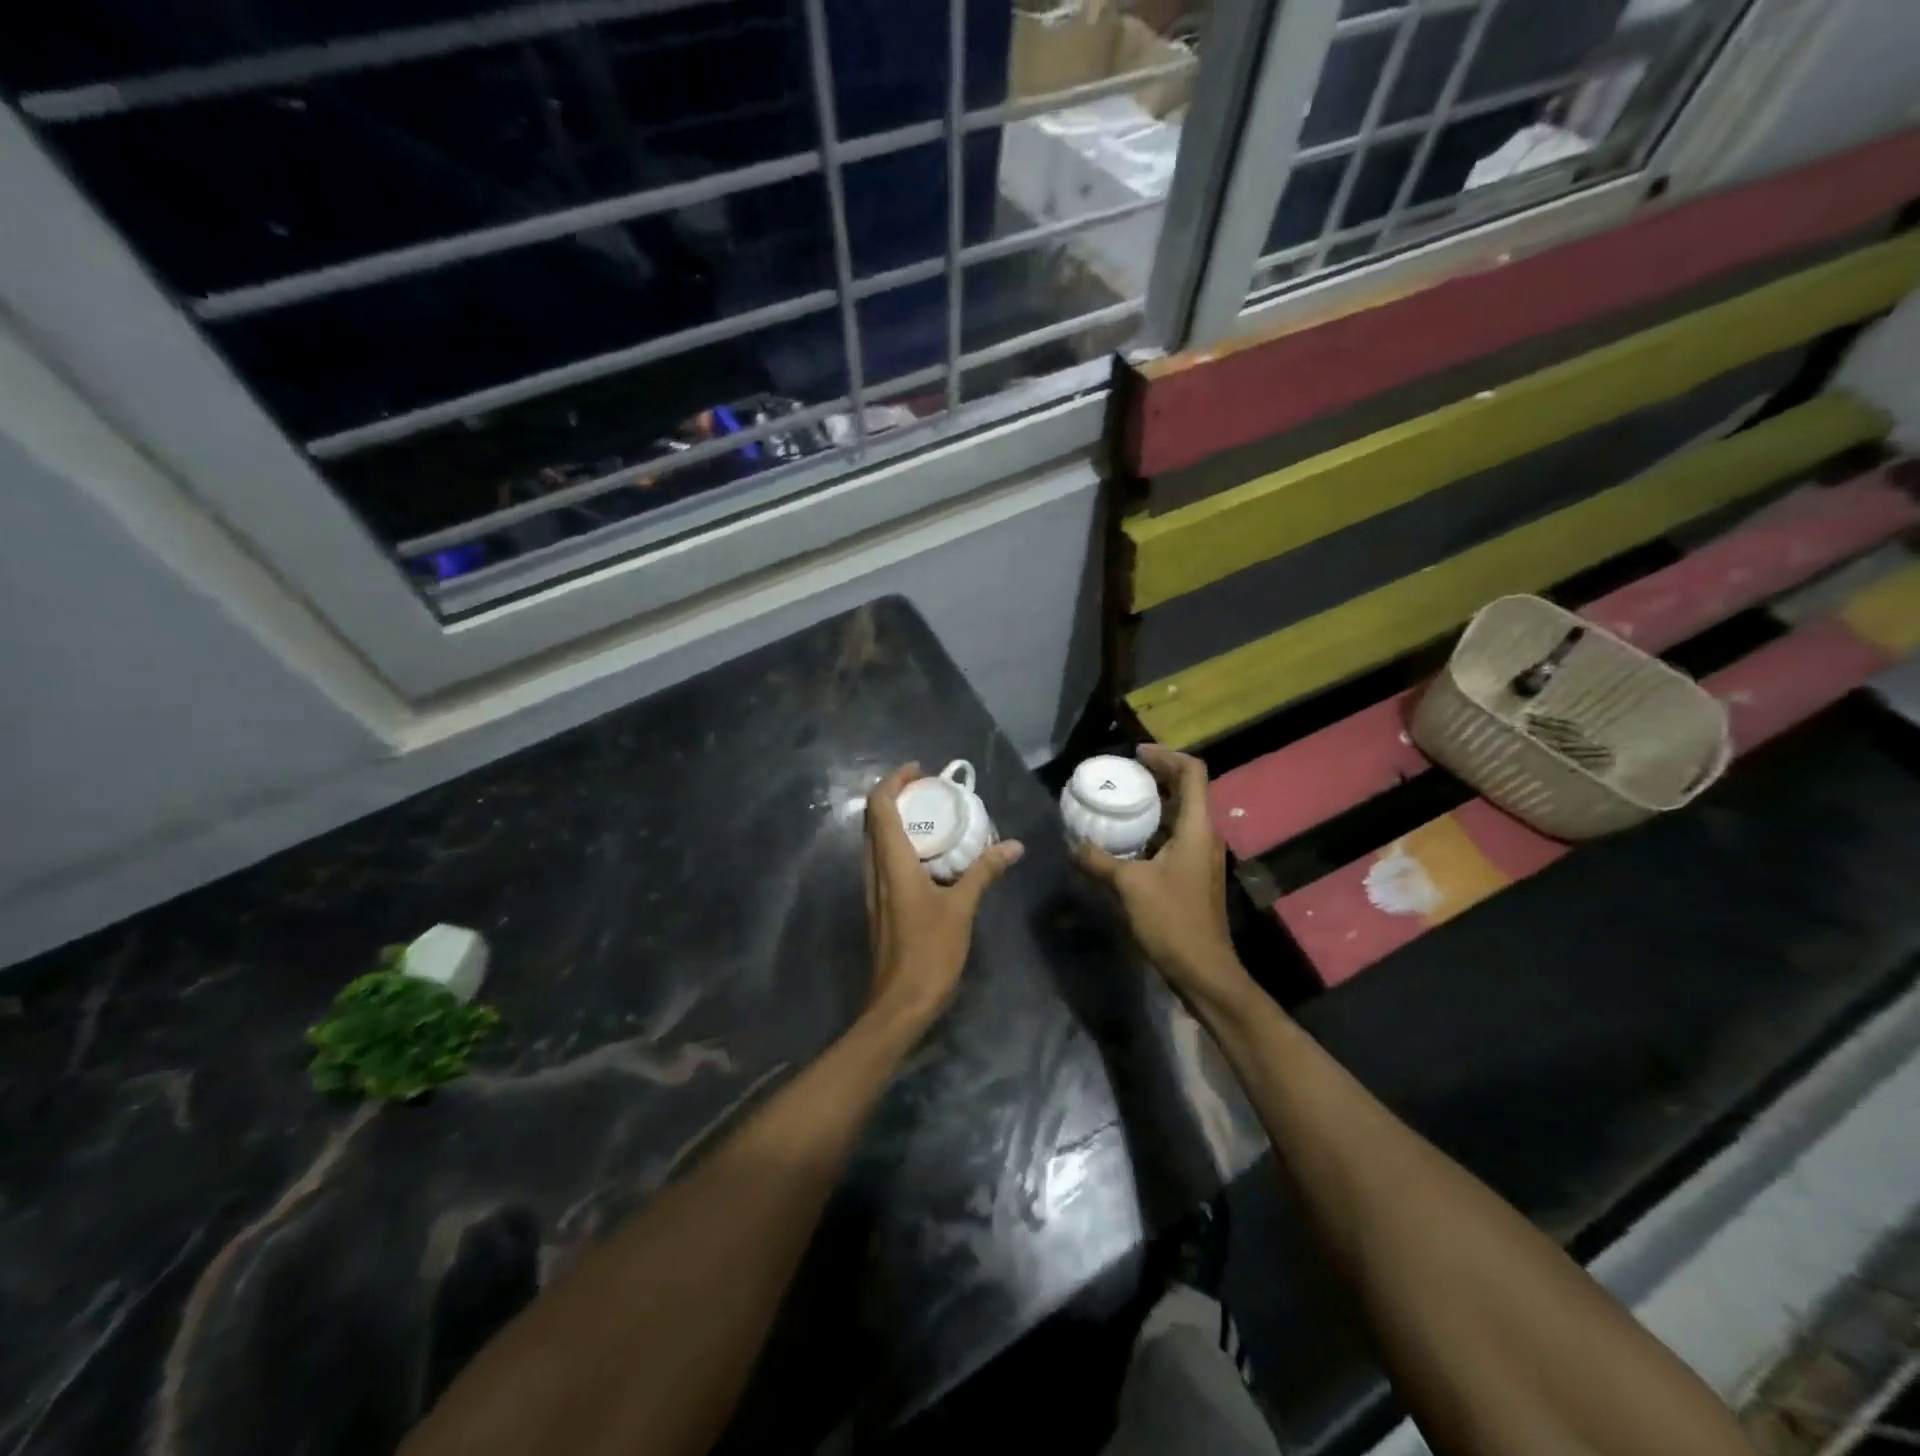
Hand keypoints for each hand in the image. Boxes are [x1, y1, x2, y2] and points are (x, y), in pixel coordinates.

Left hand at [862, 764, 1023, 1033]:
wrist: (899, 1004)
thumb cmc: (929, 953)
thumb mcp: (962, 909)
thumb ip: (984, 872)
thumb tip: (1012, 845)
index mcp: (891, 863)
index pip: (879, 806)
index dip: (894, 781)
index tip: (920, 771)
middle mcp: (874, 870)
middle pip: (874, 818)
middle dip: (897, 796)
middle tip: (931, 790)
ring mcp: (872, 889)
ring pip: (876, 840)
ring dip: (897, 819)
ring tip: (932, 816)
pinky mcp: (879, 905)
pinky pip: (883, 860)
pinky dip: (900, 844)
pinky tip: (930, 856)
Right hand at [1071, 746, 1254, 1018]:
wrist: (1203, 970)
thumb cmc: (1172, 920)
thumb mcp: (1129, 885)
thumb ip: (1098, 860)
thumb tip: (1071, 842)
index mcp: (1197, 828)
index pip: (1192, 773)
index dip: (1166, 756)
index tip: (1135, 754)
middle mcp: (1204, 836)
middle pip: (1186, 790)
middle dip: (1156, 776)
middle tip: (1122, 773)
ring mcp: (1201, 857)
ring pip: (1179, 815)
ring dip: (1153, 803)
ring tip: (1119, 800)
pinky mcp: (1192, 875)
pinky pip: (1173, 837)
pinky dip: (1151, 828)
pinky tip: (1124, 839)